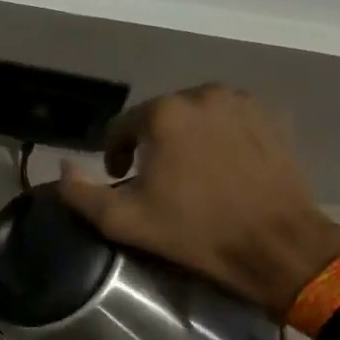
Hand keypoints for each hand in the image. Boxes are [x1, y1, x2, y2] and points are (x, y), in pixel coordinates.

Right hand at [57, 85, 339, 315]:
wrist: (277, 245)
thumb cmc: (195, 231)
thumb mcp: (122, 221)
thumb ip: (79, 192)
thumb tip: (62, 166)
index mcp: (163, 114)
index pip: (120, 127)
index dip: (114, 154)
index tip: (121, 181)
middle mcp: (202, 94)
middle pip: (161, 117)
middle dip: (152, 144)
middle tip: (157, 180)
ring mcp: (243, 102)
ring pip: (198, 116)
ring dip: (187, 138)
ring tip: (192, 173)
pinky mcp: (274, 117)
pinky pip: (232, 120)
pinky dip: (222, 137)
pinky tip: (224, 167)